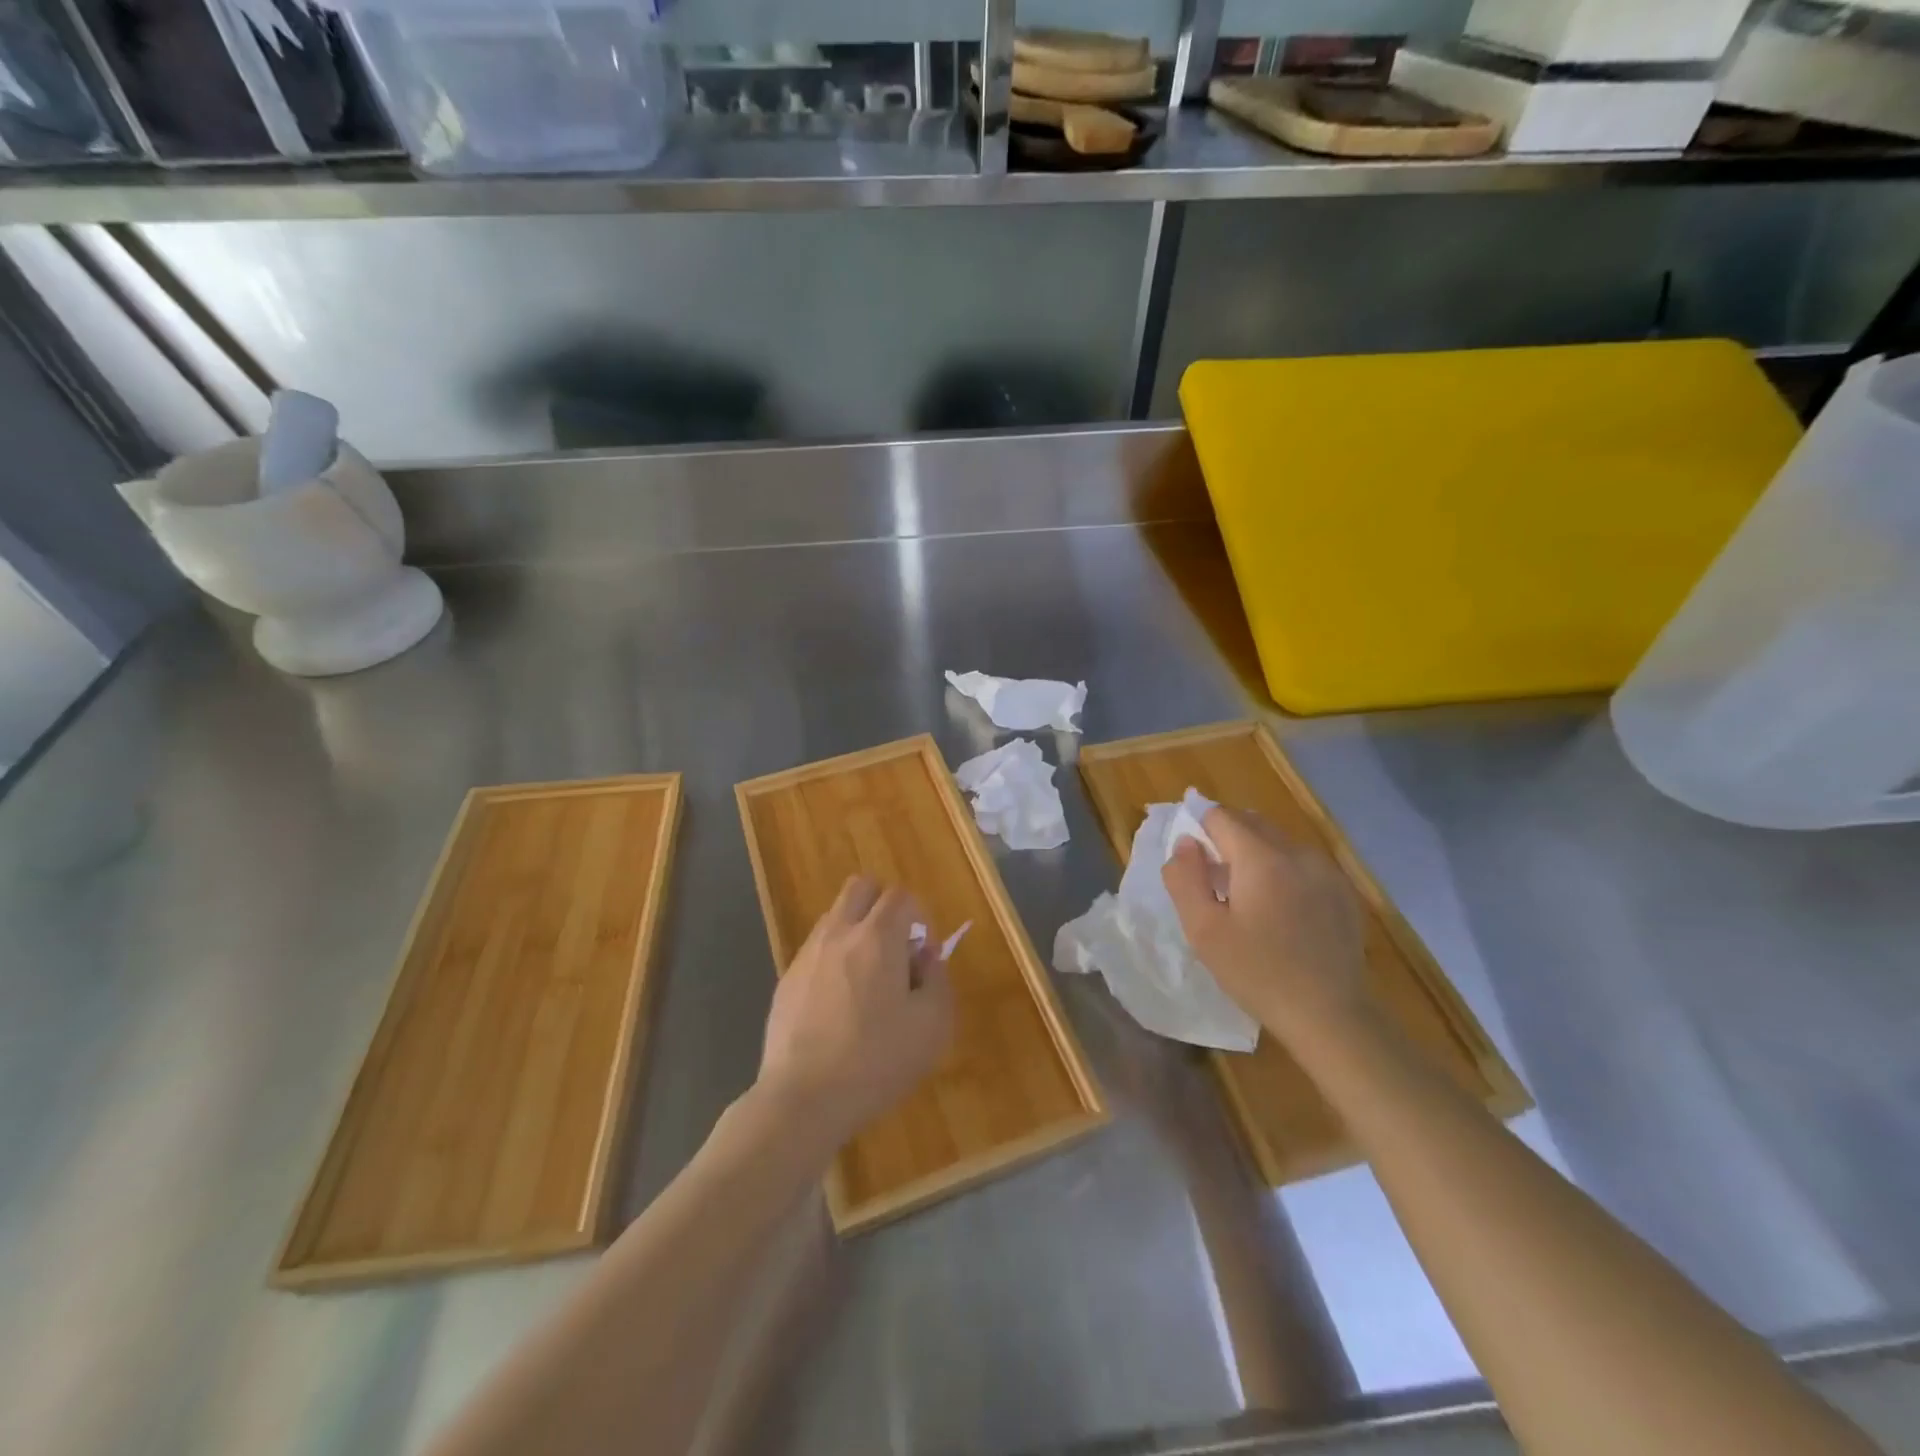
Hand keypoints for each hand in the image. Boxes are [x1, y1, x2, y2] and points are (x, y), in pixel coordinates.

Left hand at [757, 876, 955, 1149]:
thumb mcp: (931, 1026)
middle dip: (883, 905)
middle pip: (861, 887)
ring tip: (868, 980)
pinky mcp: (786, 980)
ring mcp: (807, 955)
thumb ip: (936, 979)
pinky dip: (834, 960)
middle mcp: (839, 933)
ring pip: (835, 917)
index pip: (901, 896)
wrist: (803, 1099)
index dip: (920, 918)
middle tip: (896, 949)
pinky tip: (839, 1006)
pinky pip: (816, 951)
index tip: (923, 955)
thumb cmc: (877, 1061)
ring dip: (857, 931)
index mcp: (878, 937)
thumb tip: (925, 957)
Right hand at [1162, 807, 1366, 1046]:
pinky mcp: (1344, 891)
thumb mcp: (1203, 930)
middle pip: (1251, 822)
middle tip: (1213, 880)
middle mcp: (1297, 852)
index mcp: (1260, 857)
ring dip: (1255, 854)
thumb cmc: (1257, 973)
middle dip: (1225, 838)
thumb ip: (1185, 878)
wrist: (1330, 1015)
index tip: (1192, 862)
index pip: (1219, 816)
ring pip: (1278, 841)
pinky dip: (1283, 871)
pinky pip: (1302, 863)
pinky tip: (1280, 911)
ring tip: (1245, 897)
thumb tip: (1185, 843)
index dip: (1198, 829)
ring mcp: (1326, 870)